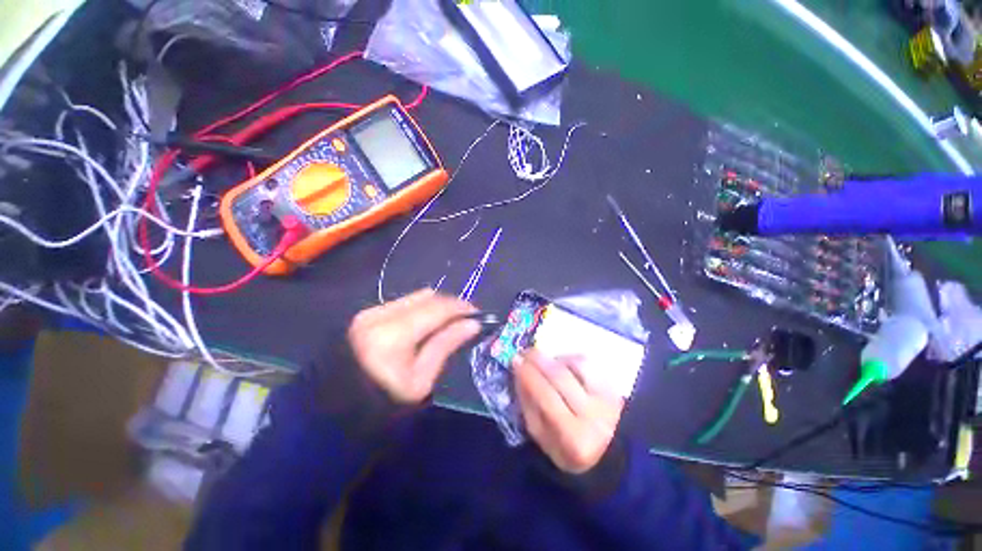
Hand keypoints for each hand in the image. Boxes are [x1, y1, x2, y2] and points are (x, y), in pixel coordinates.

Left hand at [348, 289, 479, 404]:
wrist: (336, 410)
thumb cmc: (384, 402)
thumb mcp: (421, 380)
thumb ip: (446, 344)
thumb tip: (472, 323)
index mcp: (394, 334)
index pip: (437, 308)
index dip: (461, 307)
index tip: (478, 314)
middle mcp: (380, 314)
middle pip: (427, 296)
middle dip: (450, 304)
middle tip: (465, 318)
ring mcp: (370, 311)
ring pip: (415, 297)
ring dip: (436, 305)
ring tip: (447, 321)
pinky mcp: (366, 314)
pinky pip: (403, 302)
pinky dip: (420, 308)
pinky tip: (426, 323)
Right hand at [514, 350, 624, 473]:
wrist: (608, 453)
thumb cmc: (567, 447)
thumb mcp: (542, 438)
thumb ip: (528, 405)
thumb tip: (518, 372)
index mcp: (572, 437)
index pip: (545, 395)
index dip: (528, 374)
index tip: (515, 360)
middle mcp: (593, 416)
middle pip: (560, 376)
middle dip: (538, 359)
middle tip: (525, 352)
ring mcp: (606, 399)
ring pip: (575, 365)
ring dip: (555, 359)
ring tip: (543, 361)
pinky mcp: (613, 388)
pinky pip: (588, 364)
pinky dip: (570, 360)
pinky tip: (563, 364)